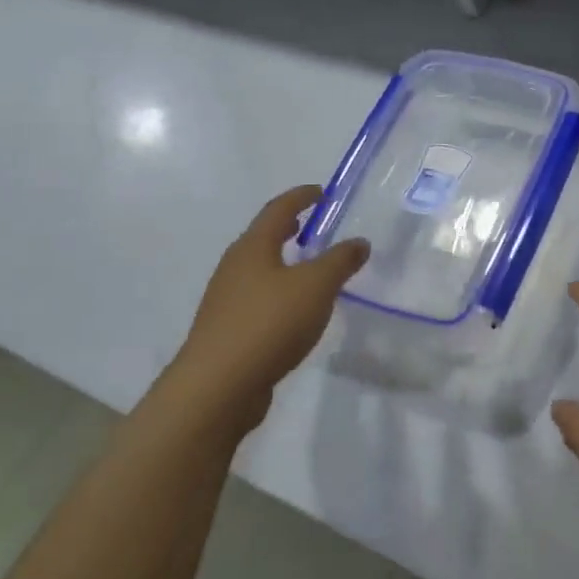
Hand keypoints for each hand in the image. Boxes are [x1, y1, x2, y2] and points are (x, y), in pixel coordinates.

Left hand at [153, 185, 368, 441]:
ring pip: (260, 270)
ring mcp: (227, 300)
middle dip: (288, 228)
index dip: (301, 197)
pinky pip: (259, 299)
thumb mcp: (316, 286)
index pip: (278, 210)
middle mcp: (234, 267)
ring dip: (284, 262)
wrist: (218, 386)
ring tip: (310, 268)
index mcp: (253, 248)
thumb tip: (359, 242)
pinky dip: (280, 292)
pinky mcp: (228, 330)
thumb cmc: (269, 323)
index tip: (322, 192)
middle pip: (263, 238)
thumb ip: (340, 261)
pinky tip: (296, 310)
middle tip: (313, 226)